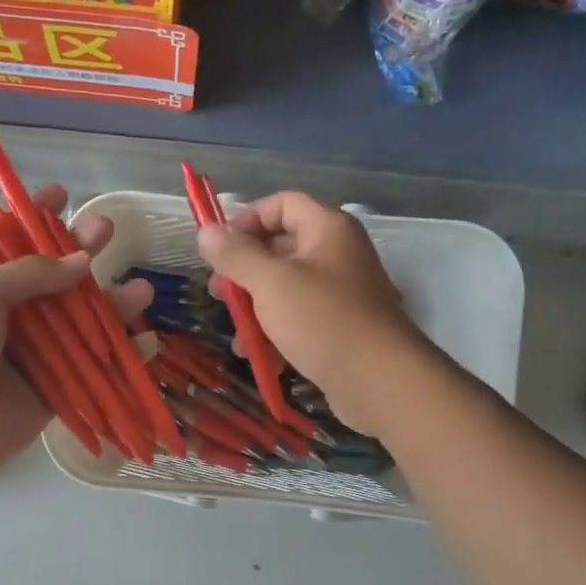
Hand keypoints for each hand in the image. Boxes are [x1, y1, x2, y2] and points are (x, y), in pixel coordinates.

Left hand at [0, 186, 147, 475]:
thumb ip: (30, 273)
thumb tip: (82, 261)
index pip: (14, 243)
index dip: (36, 218)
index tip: (62, 195)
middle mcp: (15, 315)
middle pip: (58, 277)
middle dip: (84, 251)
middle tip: (109, 229)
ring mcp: (39, 351)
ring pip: (84, 320)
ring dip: (113, 303)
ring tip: (143, 290)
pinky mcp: (59, 386)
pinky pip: (96, 365)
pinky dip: (123, 354)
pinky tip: (147, 340)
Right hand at [196, 192, 433, 435]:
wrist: (379, 380)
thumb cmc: (322, 320)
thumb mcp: (270, 283)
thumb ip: (235, 256)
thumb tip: (206, 232)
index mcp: (327, 229)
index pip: (281, 204)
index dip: (246, 220)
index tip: (219, 252)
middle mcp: (337, 253)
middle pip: (280, 247)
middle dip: (244, 270)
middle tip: (218, 294)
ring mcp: (341, 293)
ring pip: (286, 288)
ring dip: (255, 307)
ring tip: (236, 332)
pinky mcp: (340, 328)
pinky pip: (299, 318)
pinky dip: (276, 331)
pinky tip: (257, 354)